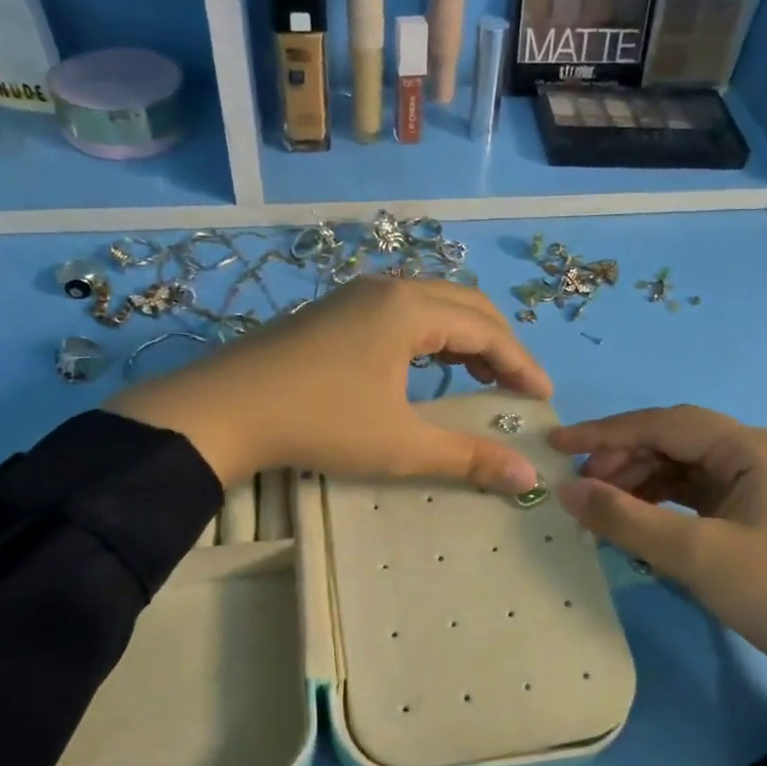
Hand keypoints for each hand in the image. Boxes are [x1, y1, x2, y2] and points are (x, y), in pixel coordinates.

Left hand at [106, 276, 551, 492]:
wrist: (223, 410)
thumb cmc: (320, 423)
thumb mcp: (401, 445)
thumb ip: (468, 457)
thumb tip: (526, 476)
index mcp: (411, 309)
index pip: (487, 330)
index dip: (523, 364)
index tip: (544, 398)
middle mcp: (388, 289)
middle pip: (464, 306)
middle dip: (500, 345)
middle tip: (517, 388)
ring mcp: (355, 296)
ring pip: (430, 306)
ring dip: (464, 339)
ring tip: (480, 379)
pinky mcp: (332, 312)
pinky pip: (401, 313)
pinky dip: (430, 338)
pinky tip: (424, 369)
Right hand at [550, 405, 766, 707]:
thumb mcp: (694, 555)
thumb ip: (625, 518)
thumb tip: (566, 489)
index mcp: (749, 448)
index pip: (663, 424)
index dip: (605, 433)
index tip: (558, 446)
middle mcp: (755, 455)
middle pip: (674, 442)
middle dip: (623, 460)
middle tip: (581, 490)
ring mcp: (758, 486)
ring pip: (683, 470)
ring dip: (640, 483)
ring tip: (602, 510)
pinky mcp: (755, 516)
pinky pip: (696, 497)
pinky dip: (662, 506)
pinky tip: (638, 523)